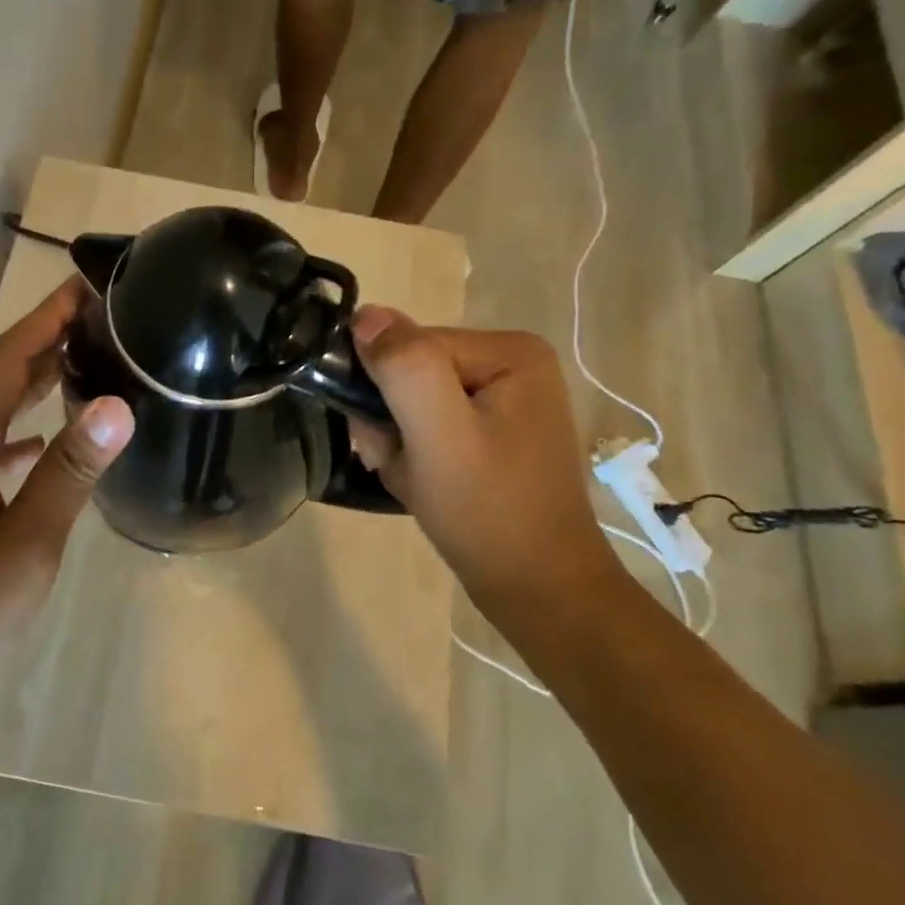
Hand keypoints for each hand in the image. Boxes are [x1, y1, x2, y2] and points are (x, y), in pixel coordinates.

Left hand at [0, 278, 133, 720]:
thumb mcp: (25, 543)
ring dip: (30, 381)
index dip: (46, 319)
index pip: (8, 358)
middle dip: (42, 340)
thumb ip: (69, 472)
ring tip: (79, 364)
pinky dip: (15, 429)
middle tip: (94, 319)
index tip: (84, 287)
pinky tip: (40, 443)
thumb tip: (116, 404)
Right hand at [345, 307, 621, 610]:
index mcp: (509, 350)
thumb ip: (404, 368)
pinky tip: (426, 485)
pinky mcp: (495, 433)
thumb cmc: (489, 510)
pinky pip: (431, 427)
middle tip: (401, 465)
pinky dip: (415, 457)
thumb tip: (365, 314)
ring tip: (416, 480)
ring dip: (399, 443)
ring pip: (414, 403)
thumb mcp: (439, 434)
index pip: (411, 346)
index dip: (385, 393)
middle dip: (392, 421)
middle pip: (412, 374)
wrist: (539, 591)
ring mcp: (506, 401)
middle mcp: (511, 364)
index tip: (386, 440)